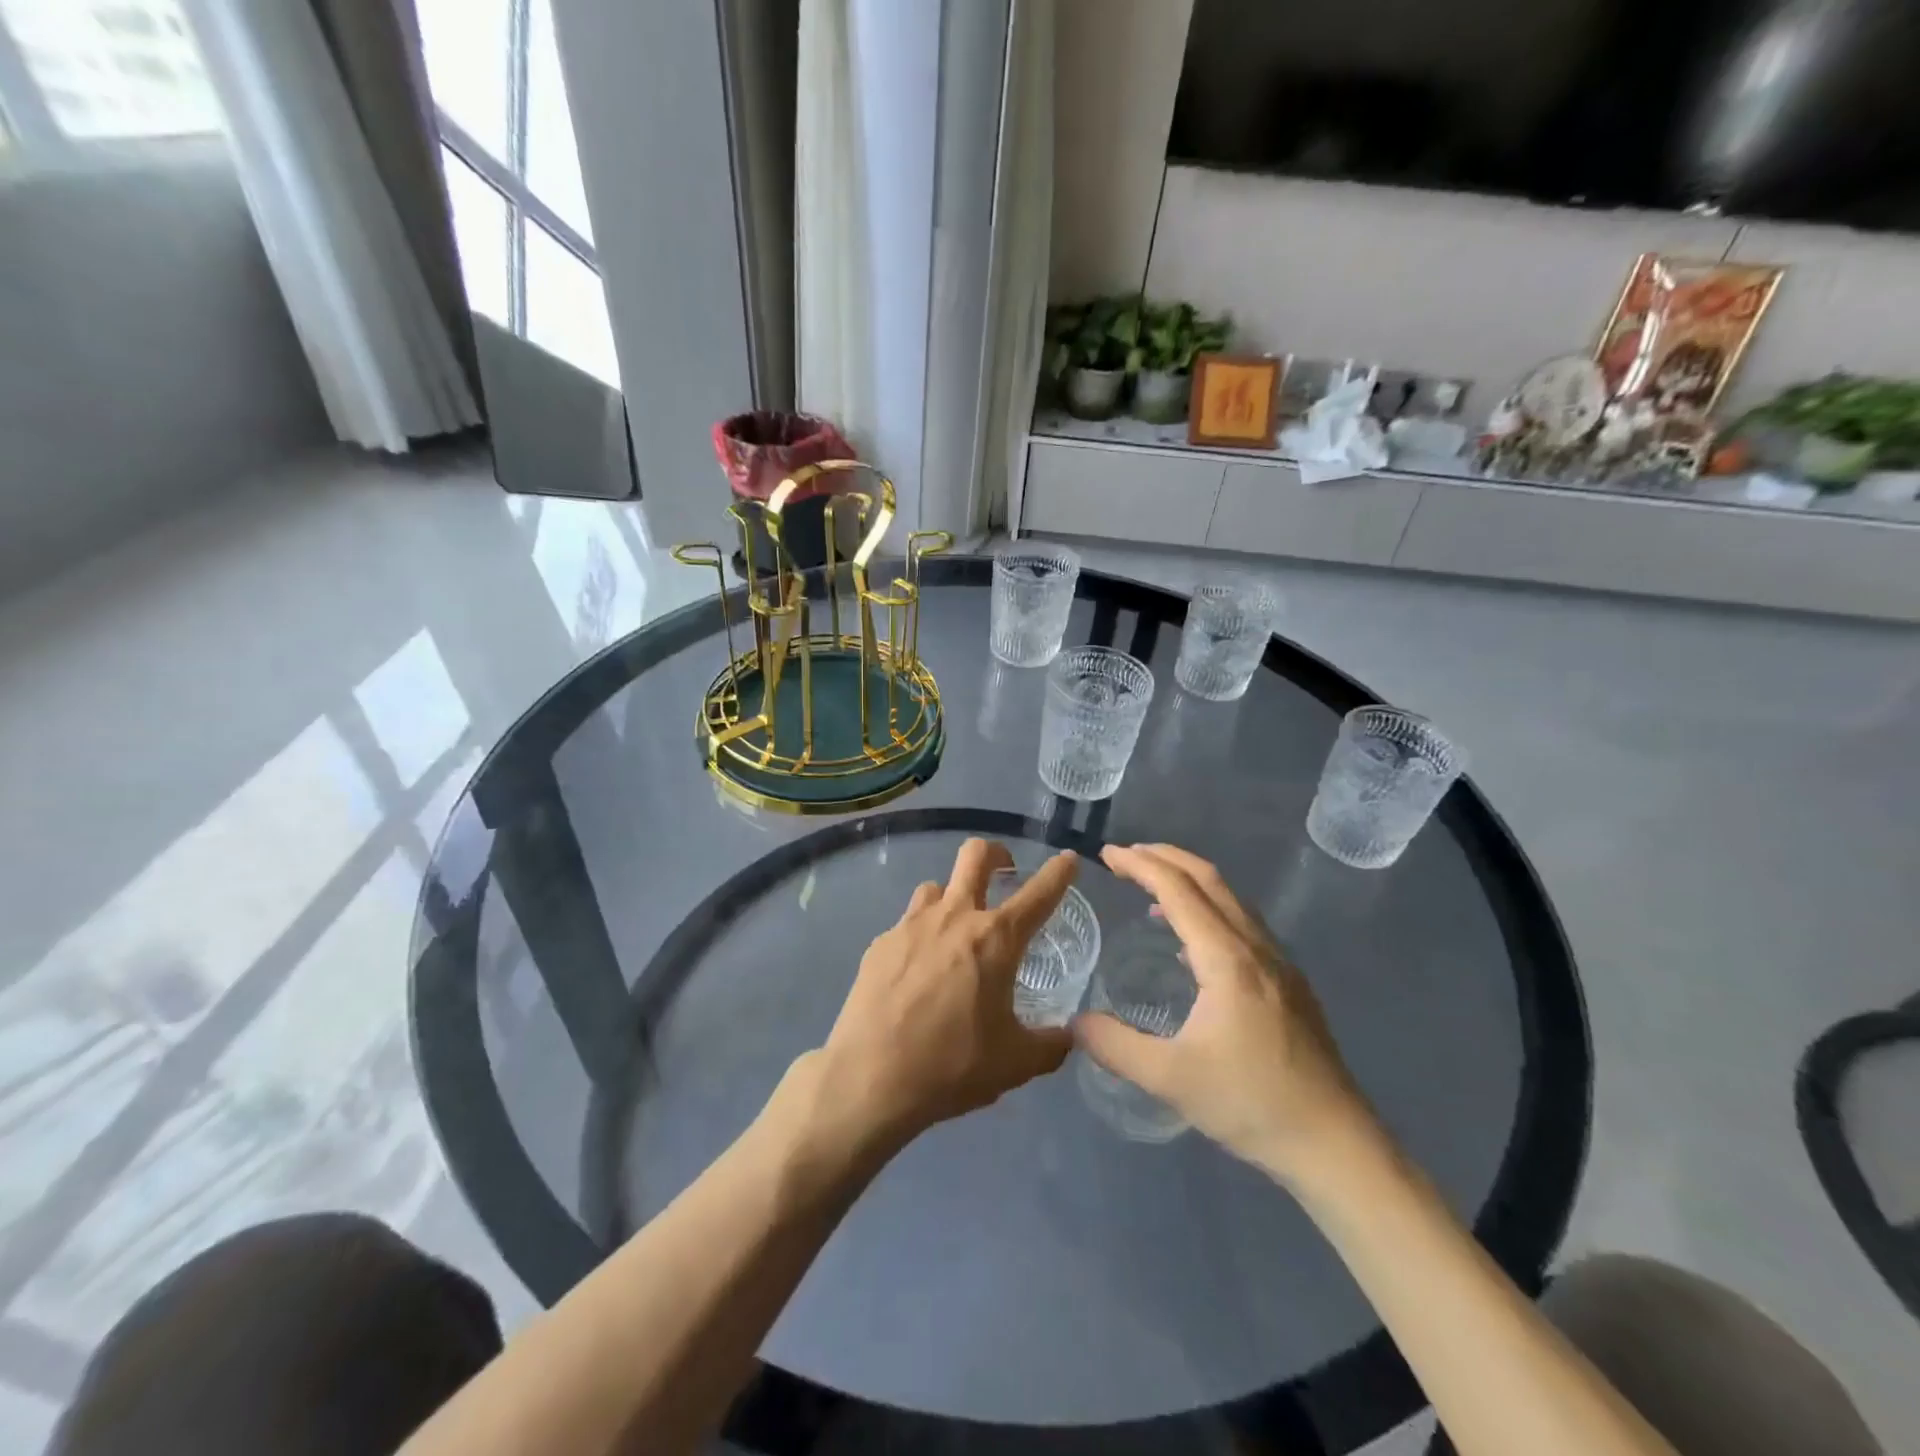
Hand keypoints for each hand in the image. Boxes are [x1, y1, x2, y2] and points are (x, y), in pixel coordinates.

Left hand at [816, 839, 1078, 1147]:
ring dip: (953, 897)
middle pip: (975, 856)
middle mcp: (954, 918)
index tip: (1067, 859)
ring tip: (957, 930)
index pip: (1038, 893)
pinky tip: (917, 971)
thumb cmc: (952, 1065)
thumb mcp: (1015, 1063)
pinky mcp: (880, 943)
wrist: (870, 1077)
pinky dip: (921, 935)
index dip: (1059, 872)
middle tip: (1004, 872)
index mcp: (995, 939)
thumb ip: (1050, 1045)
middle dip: (996, 853)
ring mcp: (911, 925)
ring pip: (937, 887)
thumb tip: (1070, 1036)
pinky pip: (908, 923)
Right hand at [1074, 843, 1376, 1183]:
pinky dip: (1209, 908)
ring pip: (1230, 899)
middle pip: (1209, 879)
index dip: (1140, 865)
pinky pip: (1242, 923)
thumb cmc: (1251, 1105)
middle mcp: (1255, 947)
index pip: (1178, 890)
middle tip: (1126, 856)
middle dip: (1165, 858)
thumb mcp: (1170, 1079)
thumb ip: (1116, 1046)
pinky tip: (1191, 943)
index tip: (1108, 854)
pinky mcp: (1289, 983)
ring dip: (1189, 881)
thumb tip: (1074, 1024)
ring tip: (1151, 890)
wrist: (1335, 1144)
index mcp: (1227, 959)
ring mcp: (1279, 963)